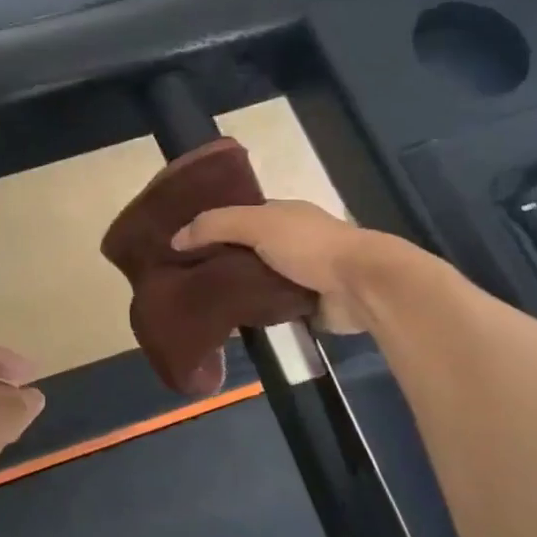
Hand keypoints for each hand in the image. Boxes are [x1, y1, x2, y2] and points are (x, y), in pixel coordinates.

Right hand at [173, 200, 411, 333]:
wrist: (360, 285)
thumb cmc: (308, 245)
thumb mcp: (257, 224)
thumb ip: (215, 226)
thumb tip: (176, 239)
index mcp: (281, 214)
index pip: (238, 216)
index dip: (211, 226)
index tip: (181, 243)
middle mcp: (289, 241)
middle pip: (245, 250)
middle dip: (219, 262)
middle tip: (182, 278)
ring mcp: (298, 275)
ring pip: (255, 281)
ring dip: (234, 291)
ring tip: (197, 303)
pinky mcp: (304, 305)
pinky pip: (269, 309)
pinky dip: (252, 314)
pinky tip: (225, 322)